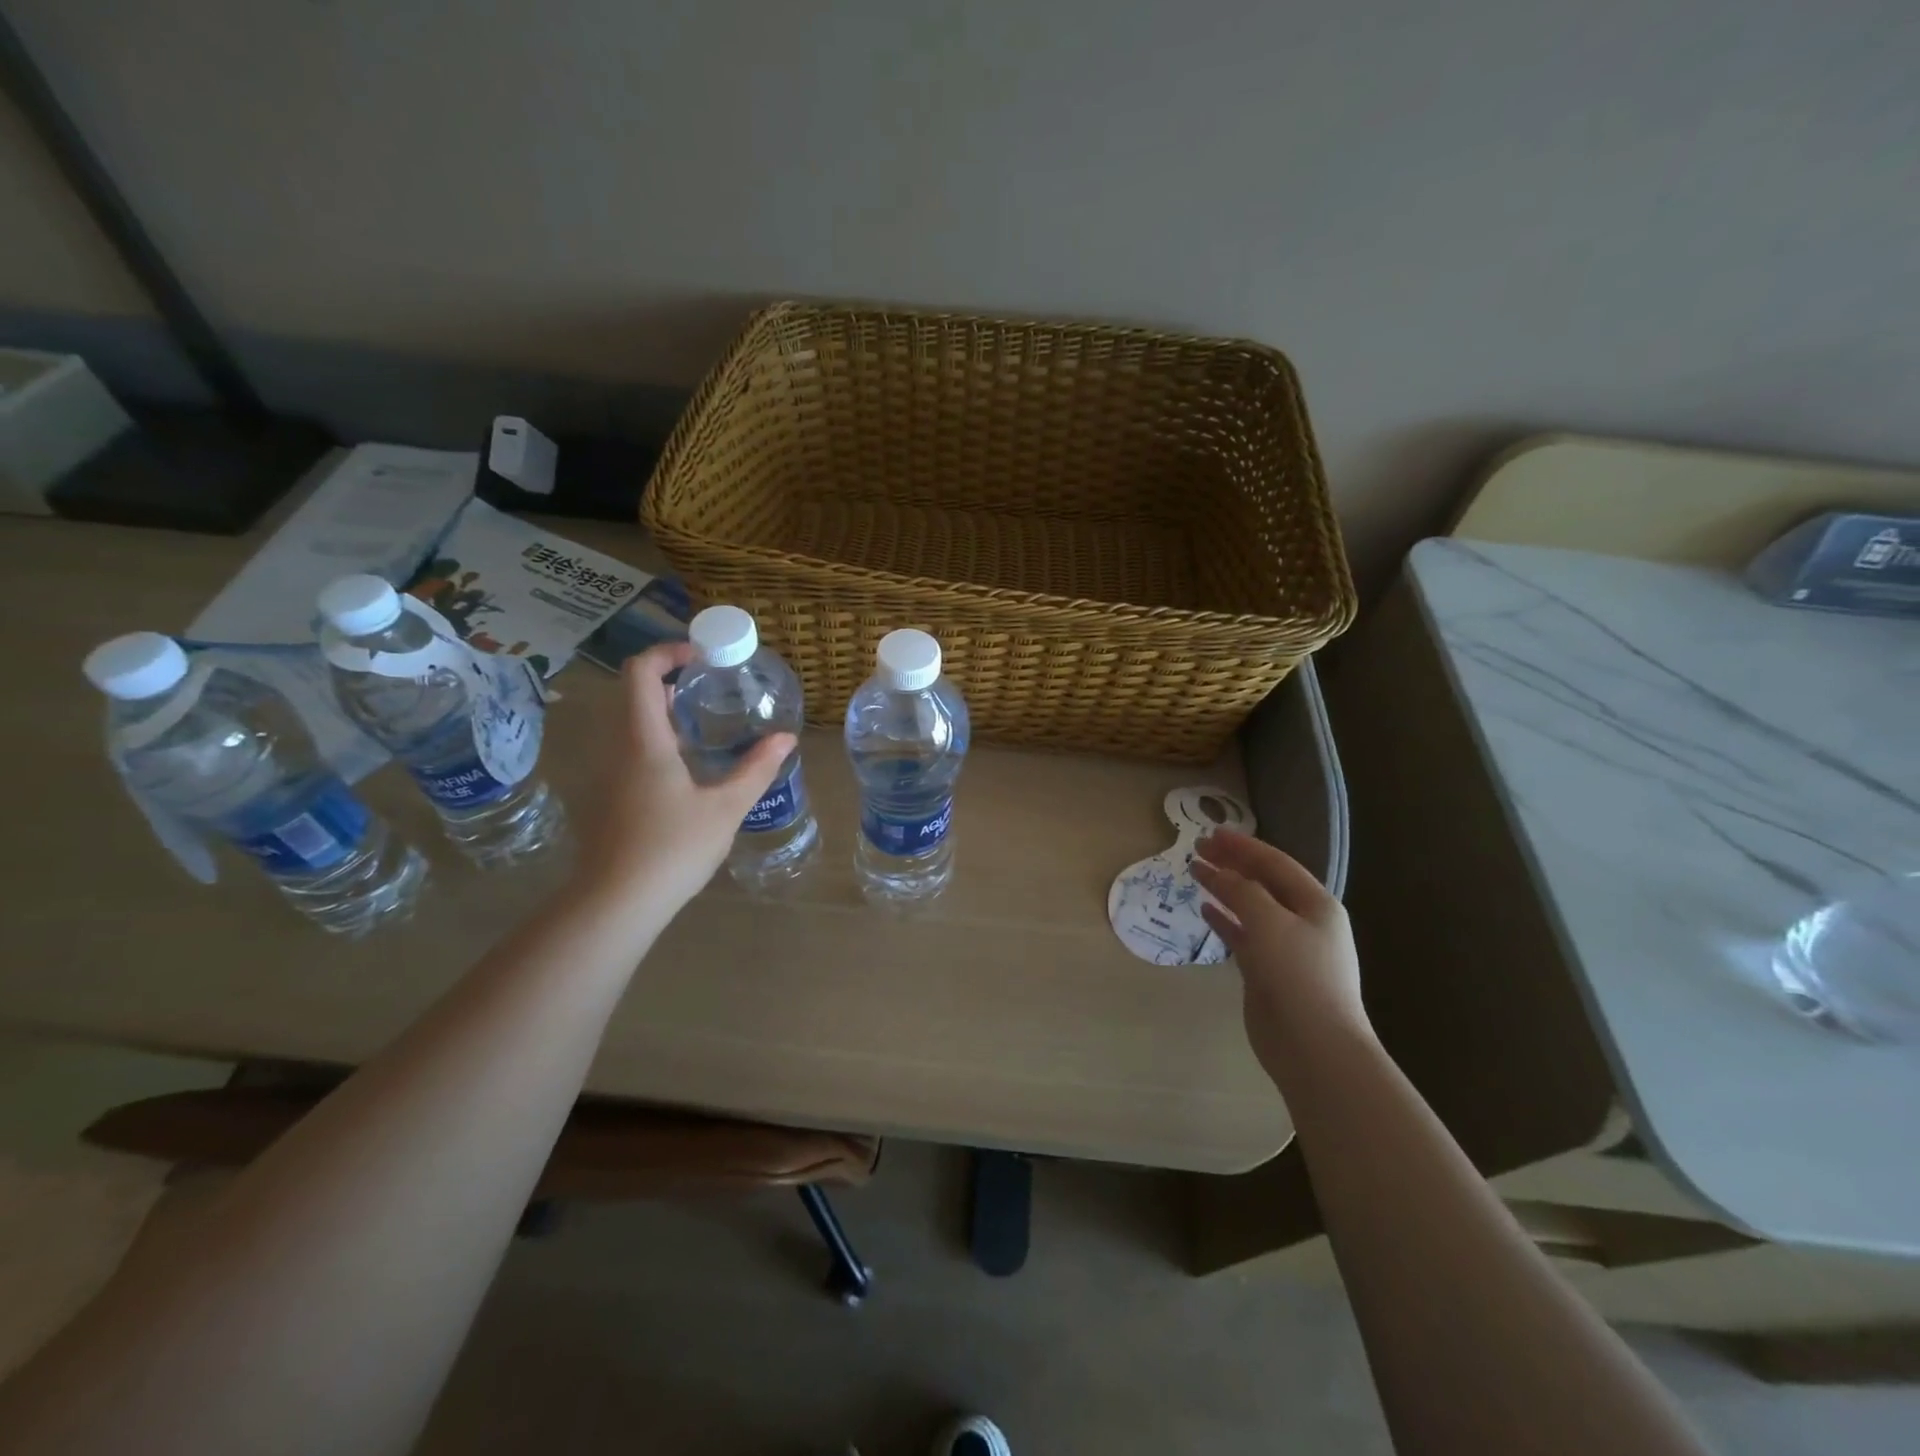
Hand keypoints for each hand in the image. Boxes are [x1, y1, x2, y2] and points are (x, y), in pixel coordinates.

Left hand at [574, 643, 793, 916]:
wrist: (615, 903)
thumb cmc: (672, 848)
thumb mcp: (725, 808)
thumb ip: (756, 769)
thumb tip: (786, 738)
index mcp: (643, 740)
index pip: (640, 672)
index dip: (668, 652)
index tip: (702, 656)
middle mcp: (618, 748)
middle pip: (632, 693)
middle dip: (669, 680)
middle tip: (710, 687)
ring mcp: (608, 773)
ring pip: (629, 723)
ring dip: (662, 711)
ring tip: (704, 724)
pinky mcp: (608, 797)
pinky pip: (629, 749)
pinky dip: (656, 739)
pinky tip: (687, 768)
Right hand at [1191, 829, 1368, 1080]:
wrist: (1315, 1047)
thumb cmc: (1298, 976)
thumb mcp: (1270, 922)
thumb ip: (1241, 891)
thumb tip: (1216, 872)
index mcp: (1316, 904)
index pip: (1275, 863)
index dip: (1243, 846)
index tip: (1210, 834)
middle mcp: (1303, 922)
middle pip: (1263, 882)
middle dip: (1232, 863)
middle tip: (1198, 848)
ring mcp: (1285, 948)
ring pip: (1250, 908)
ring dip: (1225, 888)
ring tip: (1196, 872)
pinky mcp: (1267, 972)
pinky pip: (1243, 935)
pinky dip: (1224, 920)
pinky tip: (1205, 909)